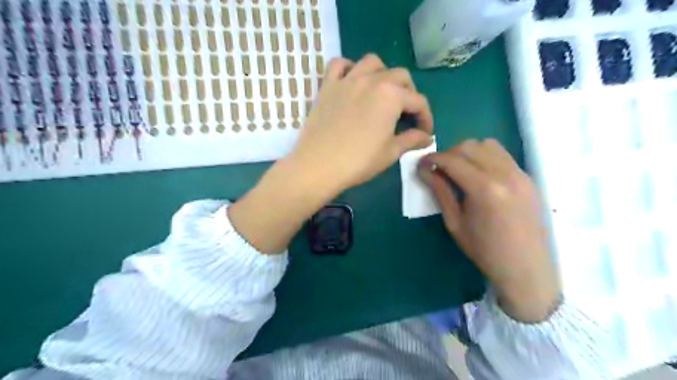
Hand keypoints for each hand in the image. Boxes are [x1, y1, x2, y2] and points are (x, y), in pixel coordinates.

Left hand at [291, 55, 432, 191]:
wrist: (319, 166)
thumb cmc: (359, 161)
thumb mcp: (391, 152)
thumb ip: (412, 140)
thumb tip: (427, 138)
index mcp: (391, 96)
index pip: (418, 101)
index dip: (426, 117)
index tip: (425, 132)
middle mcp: (372, 80)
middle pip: (400, 76)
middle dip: (409, 94)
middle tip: (406, 113)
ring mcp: (347, 80)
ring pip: (372, 63)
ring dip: (383, 74)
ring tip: (382, 92)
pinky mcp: (327, 85)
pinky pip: (339, 64)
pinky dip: (349, 68)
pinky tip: (352, 81)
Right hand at [421, 140, 563, 323]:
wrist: (526, 267)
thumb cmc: (484, 250)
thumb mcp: (455, 223)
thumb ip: (440, 192)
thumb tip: (424, 170)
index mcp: (484, 189)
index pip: (452, 160)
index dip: (432, 158)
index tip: (421, 164)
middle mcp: (505, 174)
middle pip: (469, 147)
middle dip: (448, 153)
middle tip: (437, 169)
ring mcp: (520, 173)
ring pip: (487, 145)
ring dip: (467, 152)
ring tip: (458, 169)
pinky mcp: (528, 177)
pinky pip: (502, 155)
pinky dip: (484, 156)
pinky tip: (478, 174)